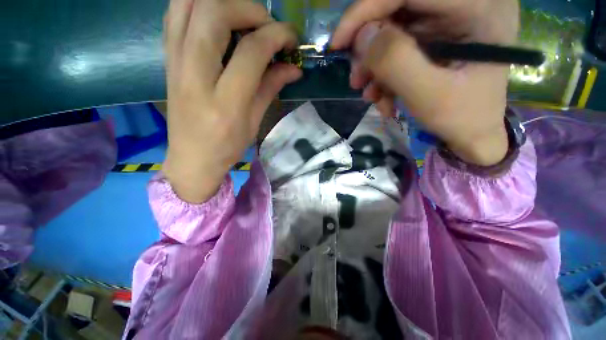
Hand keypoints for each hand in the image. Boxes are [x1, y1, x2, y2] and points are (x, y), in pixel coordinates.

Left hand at [162, 0, 301, 202]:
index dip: (276, 36)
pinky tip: (218, 20)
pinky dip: (199, 5)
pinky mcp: (167, 59)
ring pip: (188, 3)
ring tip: (243, 19)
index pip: (251, 51)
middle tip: (267, 26)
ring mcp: (175, 63)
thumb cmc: (227, 147)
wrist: (192, 158)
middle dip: (249, 9)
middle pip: (214, 12)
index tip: (290, 40)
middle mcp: (195, 75)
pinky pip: (175, 14)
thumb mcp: (254, 122)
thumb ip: (271, 88)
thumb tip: (294, 68)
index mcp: (225, 102)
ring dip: (222, 1)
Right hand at [332, 0, 518, 165]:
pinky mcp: (435, 38)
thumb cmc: (461, 119)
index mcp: (478, 8)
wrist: (473, 133)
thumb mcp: (430, 96)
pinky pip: (397, 48)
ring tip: (371, 96)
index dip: (366, 9)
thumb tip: (363, 37)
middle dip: (369, 48)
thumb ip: (397, 63)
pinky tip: (383, 97)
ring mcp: (448, 22)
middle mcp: (463, 5)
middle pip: (397, 9)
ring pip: (392, 31)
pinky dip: (383, 74)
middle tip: (357, 80)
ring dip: (374, 67)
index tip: (338, 43)